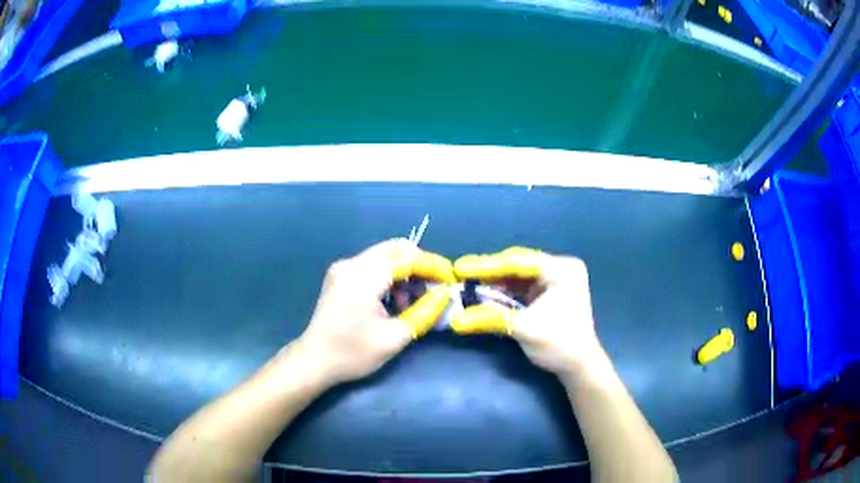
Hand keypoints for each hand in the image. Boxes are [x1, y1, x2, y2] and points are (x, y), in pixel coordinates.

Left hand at [295, 239, 455, 384]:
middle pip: (395, 248)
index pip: (407, 257)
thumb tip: (445, 294)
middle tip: (435, 286)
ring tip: (415, 300)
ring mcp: (343, 268)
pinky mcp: (340, 277)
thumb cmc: (352, 353)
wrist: (314, 361)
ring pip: (385, 256)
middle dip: (420, 264)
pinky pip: (373, 266)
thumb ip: (424, 312)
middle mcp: (352, 264)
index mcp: (363, 276)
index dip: (433, 266)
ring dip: (405, 271)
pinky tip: (395, 300)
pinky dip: (390, 277)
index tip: (451, 280)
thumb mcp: (394, 337)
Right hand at [452, 247, 604, 375]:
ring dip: (494, 282)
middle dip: (489, 272)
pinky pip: (520, 287)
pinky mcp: (546, 293)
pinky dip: (502, 292)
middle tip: (460, 274)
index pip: (519, 262)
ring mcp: (553, 280)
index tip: (460, 267)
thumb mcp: (525, 329)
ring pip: (516, 276)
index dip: (487, 265)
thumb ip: (492, 318)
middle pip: (517, 265)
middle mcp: (559, 268)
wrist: (579, 367)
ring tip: (467, 284)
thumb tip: (457, 318)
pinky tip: (484, 294)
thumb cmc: (559, 345)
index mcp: (562, 270)